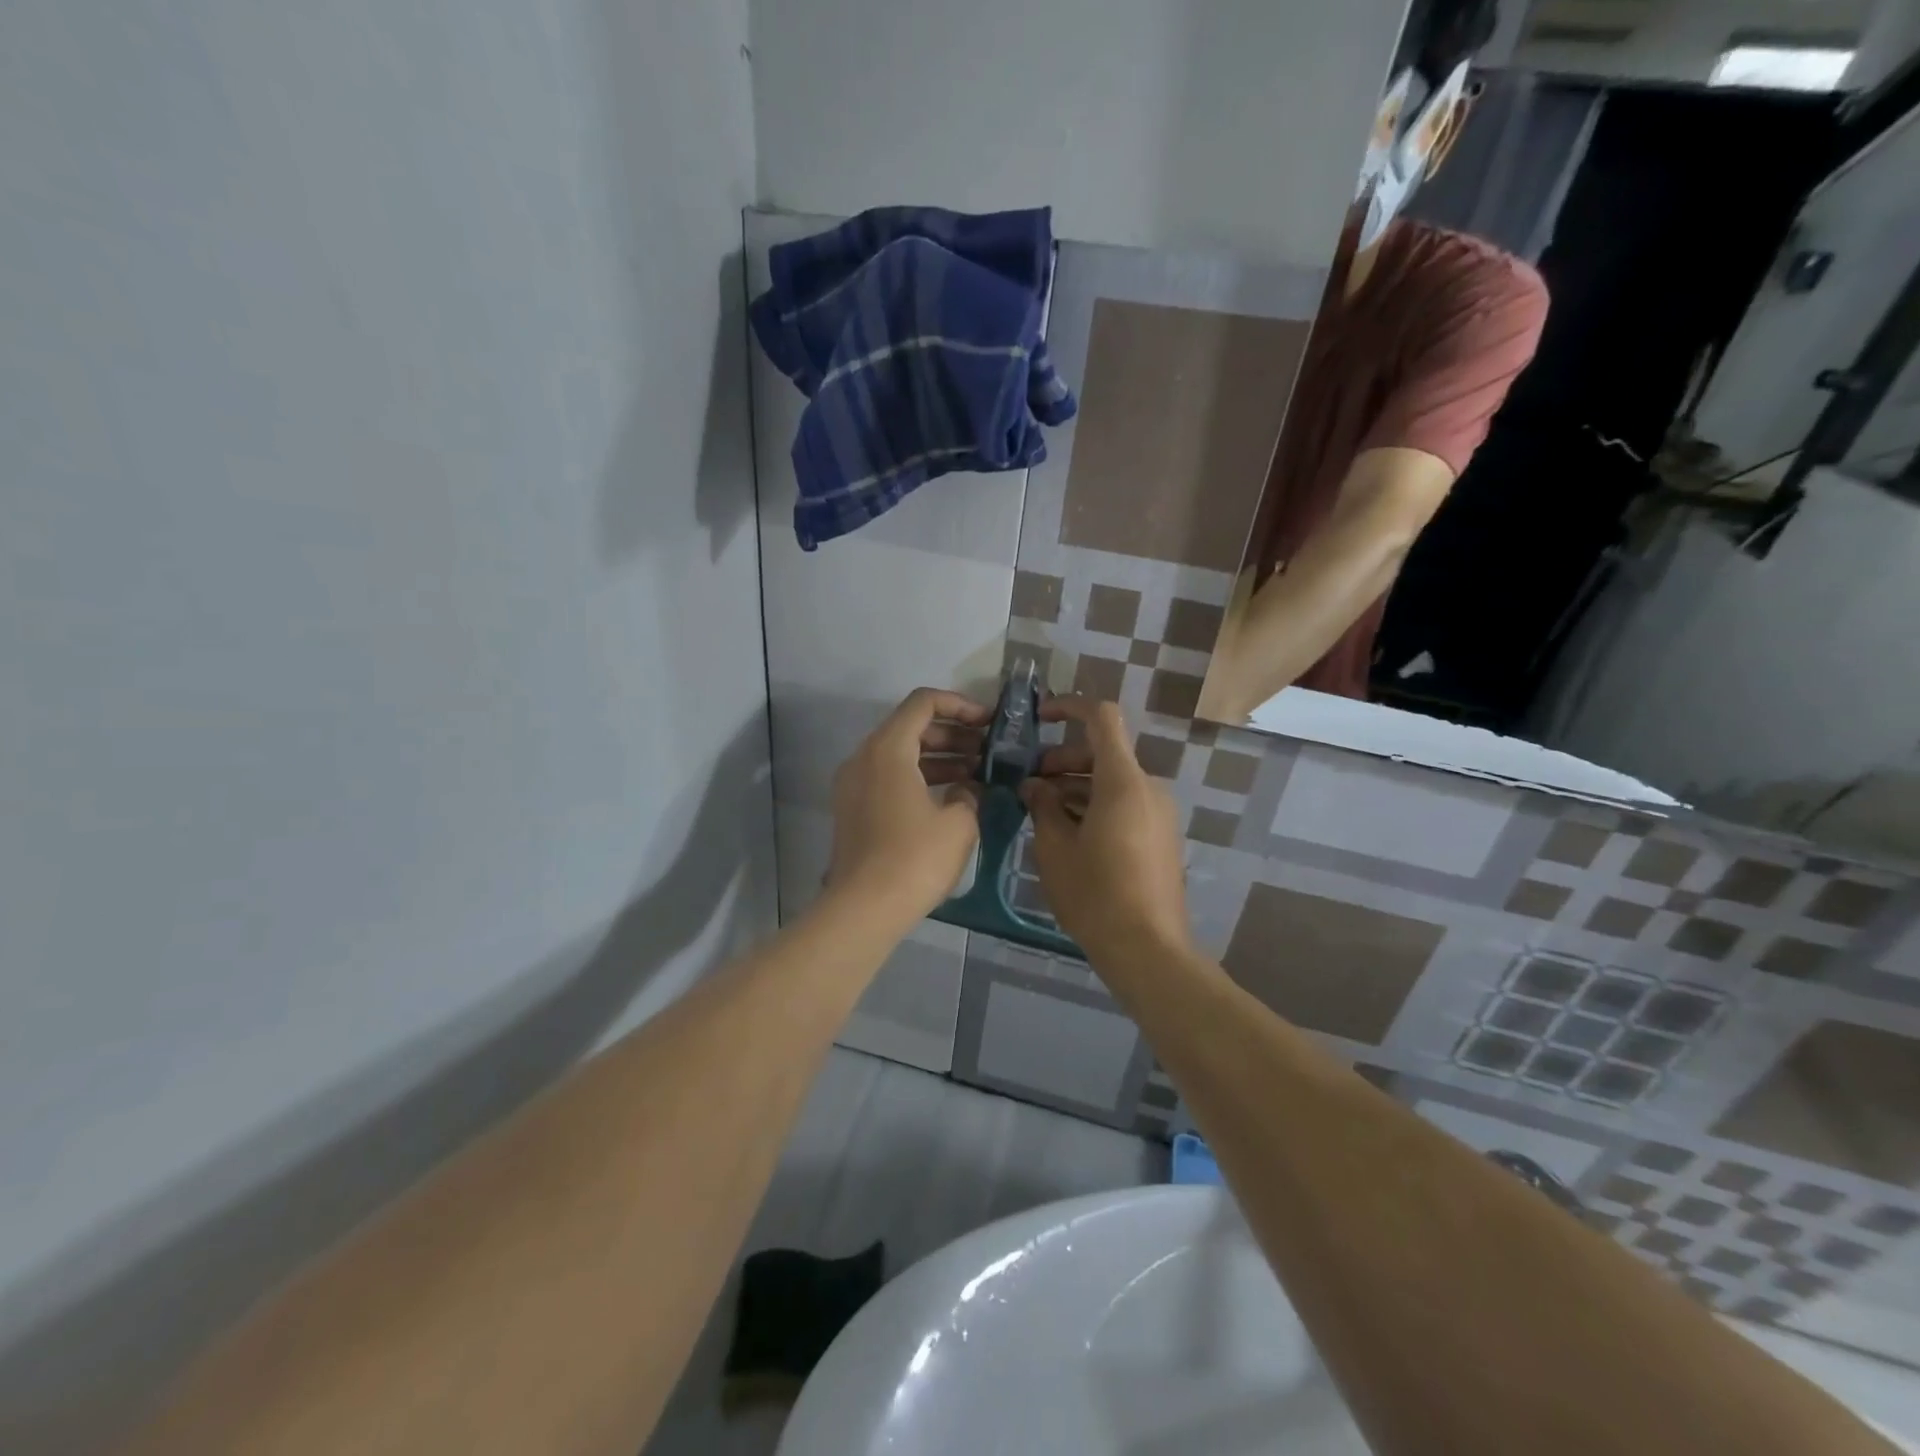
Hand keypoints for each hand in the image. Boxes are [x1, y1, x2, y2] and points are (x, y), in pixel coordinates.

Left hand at [826, 688, 988, 927]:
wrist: (864, 908)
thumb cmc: (915, 859)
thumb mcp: (959, 823)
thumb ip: (969, 794)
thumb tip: (967, 791)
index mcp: (887, 749)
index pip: (923, 703)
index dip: (960, 705)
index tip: (987, 723)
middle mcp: (864, 757)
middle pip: (910, 727)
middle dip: (952, 734)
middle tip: (988, 751)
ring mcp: (853, 784)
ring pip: (899, 754)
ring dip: (938, 757)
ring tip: (976, 774)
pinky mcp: (853, 809)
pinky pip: (888, 777)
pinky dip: (918, 777)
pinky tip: (950, 797)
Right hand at [1020, 697, 1191, 964]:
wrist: (1147, 949)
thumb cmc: (1095, 893)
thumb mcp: (1055, 848)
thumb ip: (1042, 806)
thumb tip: (1034, 786)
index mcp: (1123, 781)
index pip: (1101, 717)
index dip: (1069, 707)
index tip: (1039, 718)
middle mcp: (1148, 787)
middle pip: (1104, 751)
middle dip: (1063, 759)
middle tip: (1029, 784)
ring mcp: (1159, 813)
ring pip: (1113, 781)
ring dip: (1077, 785)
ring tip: (1042, 812)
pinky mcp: (1161, 836)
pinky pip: (1126, 804)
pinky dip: (1096, 805)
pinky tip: (1069, 833)